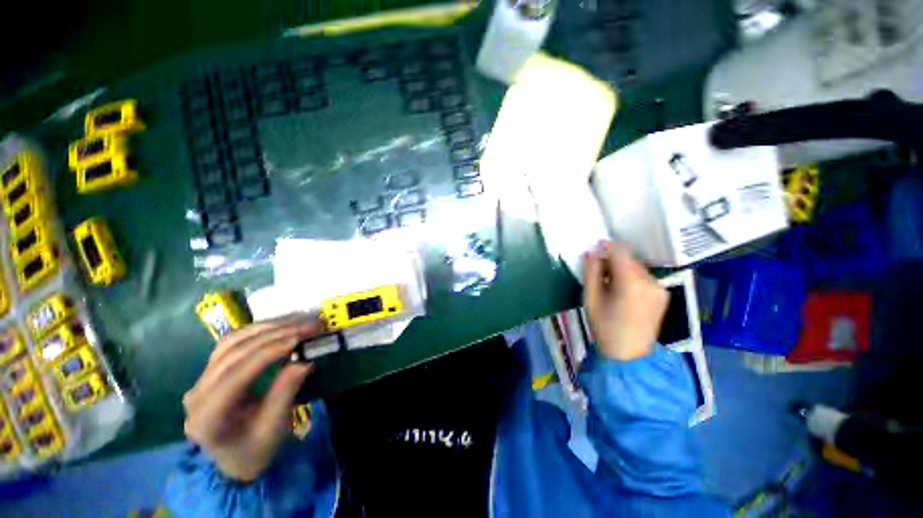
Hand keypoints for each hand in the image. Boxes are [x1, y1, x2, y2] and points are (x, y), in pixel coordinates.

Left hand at [183, 314, 320, 481]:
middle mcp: (197, 394)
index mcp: (207, 418)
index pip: (236, 375)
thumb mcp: (274, 428)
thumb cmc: (256, 450)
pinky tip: (281, 324)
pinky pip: (233, 342)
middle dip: (274, 334)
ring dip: (268, 327)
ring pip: (231, 341)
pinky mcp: (211, 371)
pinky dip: (259, 330)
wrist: (236, 459)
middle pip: (233, 352)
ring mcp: (201, 380)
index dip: (269, 352)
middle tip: (308, 324)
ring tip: (299, 319)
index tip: (300, 338)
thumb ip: (285, 393)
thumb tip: (305, 360)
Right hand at [583, 242, 668, 360]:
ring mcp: (659, 288)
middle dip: (613, 260)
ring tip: (610, 284)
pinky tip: (622, 291)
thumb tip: (591, 253)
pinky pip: (644, 276)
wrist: (628, 354)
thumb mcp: (590, 298)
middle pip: (629, 259)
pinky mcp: (663, 294)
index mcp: (631, 282)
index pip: (620, 251)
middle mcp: (650, 281)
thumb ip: (591, 272)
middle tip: (599, 271)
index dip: (607, 247)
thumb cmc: (604, 327)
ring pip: (637, 267)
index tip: (595, 250)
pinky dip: (631, 277)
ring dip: (622, 269)